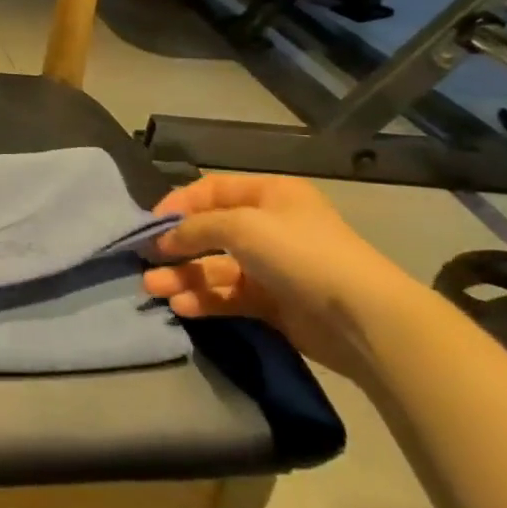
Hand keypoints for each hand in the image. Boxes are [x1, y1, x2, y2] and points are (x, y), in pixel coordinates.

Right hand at [142, 174, 411, 376]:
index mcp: (269, 194)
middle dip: (176, 246)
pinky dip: (204, 300)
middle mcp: (269, 226)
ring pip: (215, 267)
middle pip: (210, 232)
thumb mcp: (241, 225)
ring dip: (183, 276)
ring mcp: (271, 266)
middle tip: (145, 261)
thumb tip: (164, 237)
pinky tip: (182, 306)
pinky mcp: (272, 303)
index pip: (211, 190)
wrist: (361, 317)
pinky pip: (228, 296)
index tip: (150, 226)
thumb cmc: (299, 253)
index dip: (178, 204)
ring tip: (153, 289)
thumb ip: (196, 227)